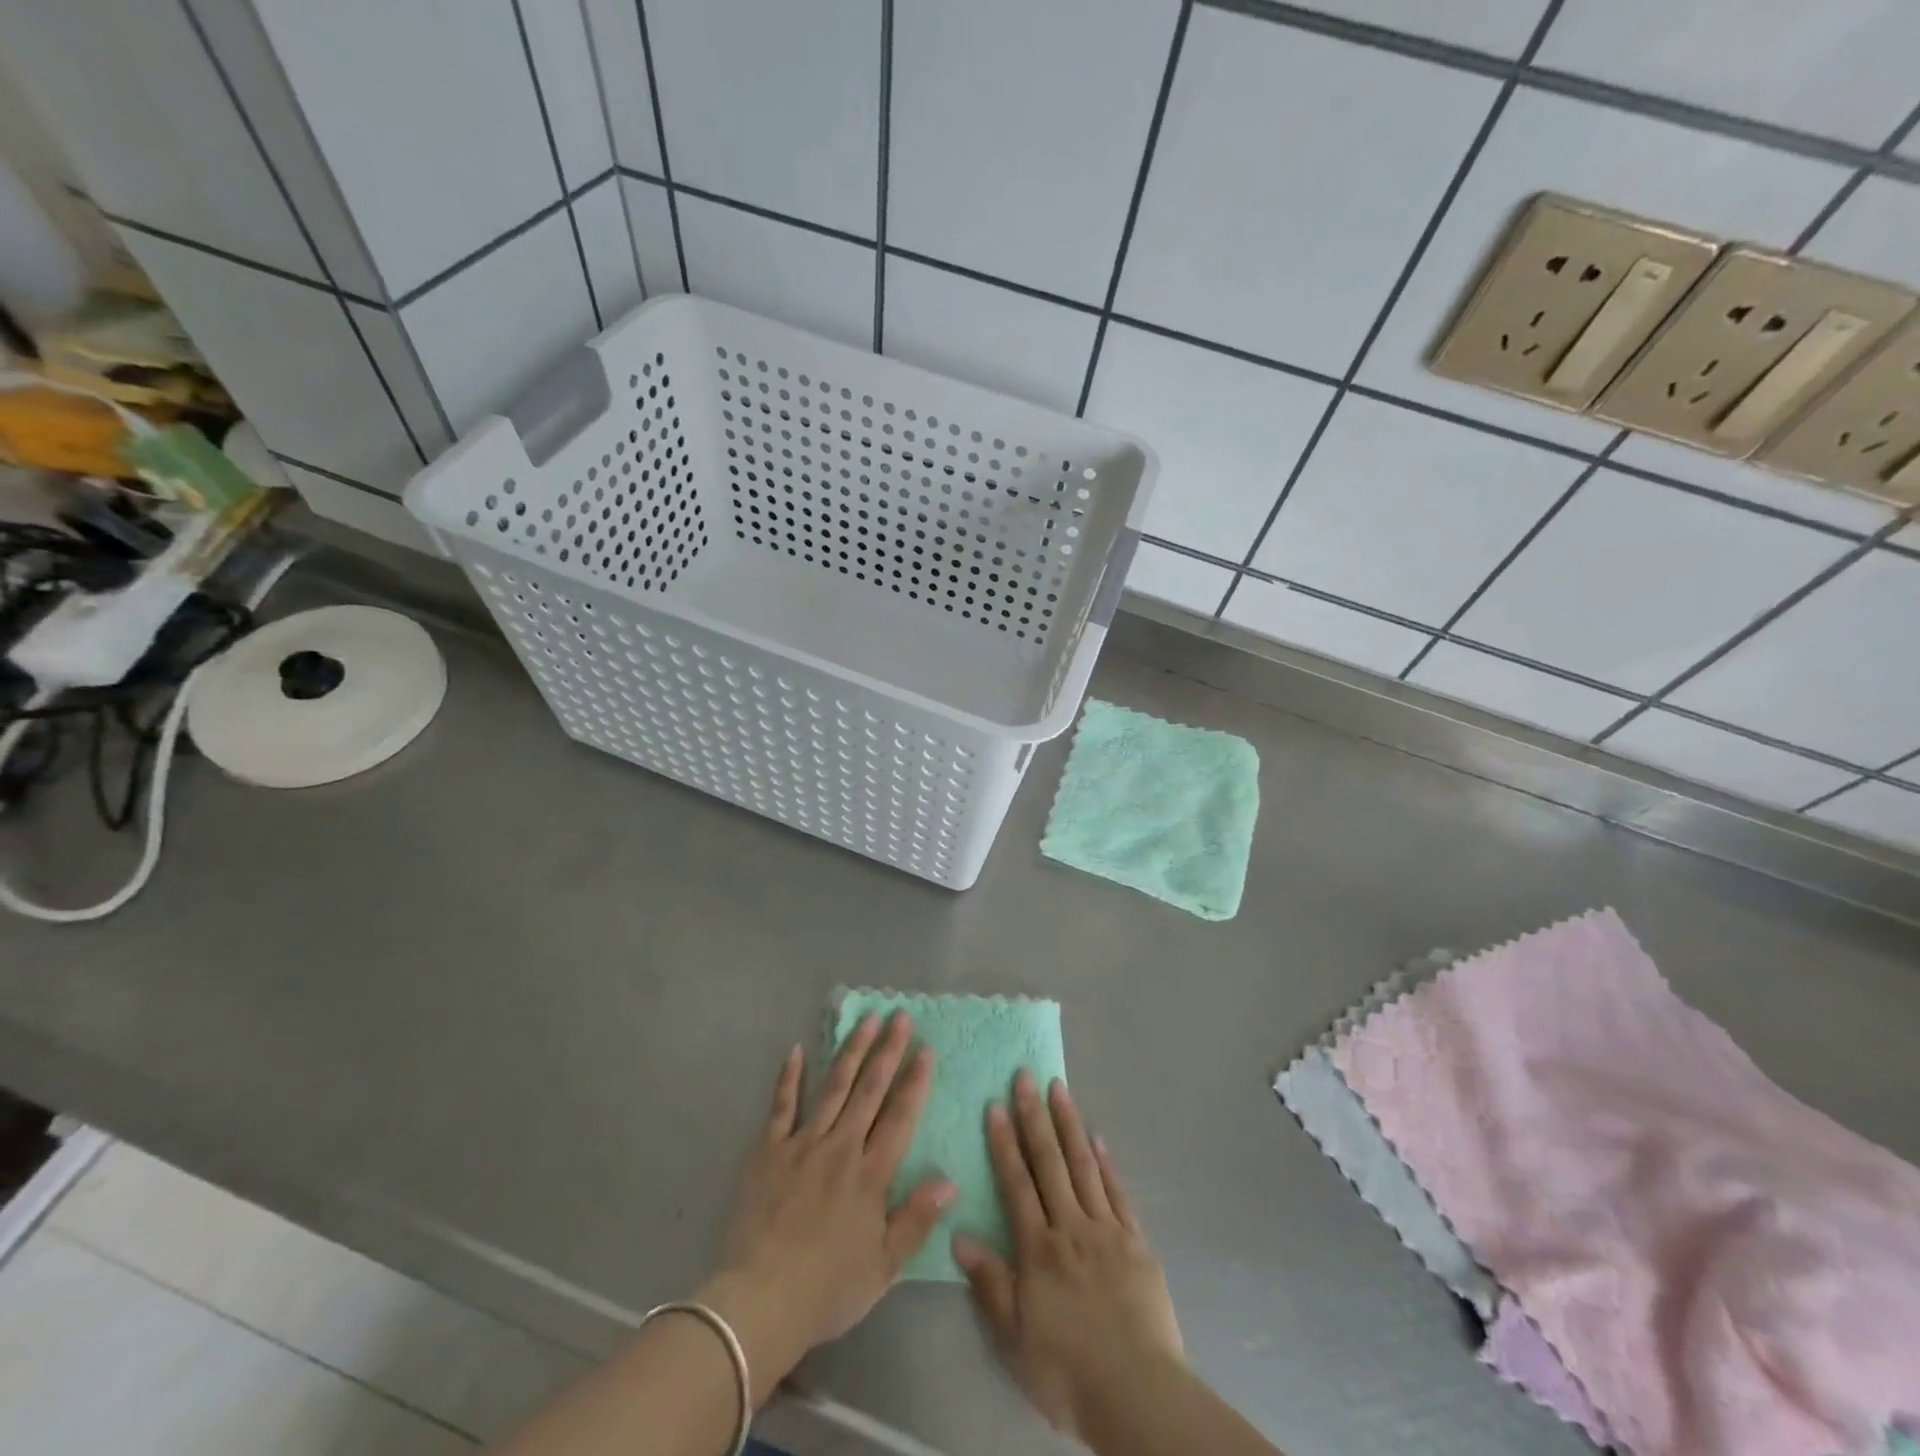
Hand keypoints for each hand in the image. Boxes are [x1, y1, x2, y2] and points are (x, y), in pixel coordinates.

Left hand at [700, 1012, 955, 1399]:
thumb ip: (916, 1219)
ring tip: (866, 1020)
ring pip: (833, 1088)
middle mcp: (840, 1148)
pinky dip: (789, 1077)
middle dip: (887, 1051)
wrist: (760, 1303)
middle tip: (899, 1016)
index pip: (899, 1117)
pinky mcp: (768, 1151)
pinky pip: (781, 1106)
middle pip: (869, 1091)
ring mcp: (802, 1144)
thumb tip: (950, 1180)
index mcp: (870, 1175)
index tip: (926, 1048)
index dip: (915, 1081)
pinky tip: (797, 1050)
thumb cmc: (827, 1289)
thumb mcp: (883, 1267)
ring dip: (851, 1051)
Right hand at [953, 1071, 1183, 1443]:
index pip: (1016, 1182)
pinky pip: (1117, 1191)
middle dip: (1034, 1116)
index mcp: (1039, 1248)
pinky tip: (1098, 1136)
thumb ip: (989, 1282)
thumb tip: (958, 1236)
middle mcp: (1071, 1226)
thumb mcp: (1014, 1338)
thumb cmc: (1067, 1370)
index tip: (995, 1103)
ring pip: (1084, 1165)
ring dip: (1069, 1123)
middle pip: (1049, 1162)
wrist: (1138, 1394)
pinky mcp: (1136, 1241)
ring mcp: (1107, 1230)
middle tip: (1025, 1075)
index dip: (1004, 1141)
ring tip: (1059, 1088)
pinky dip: (1106, 1161)